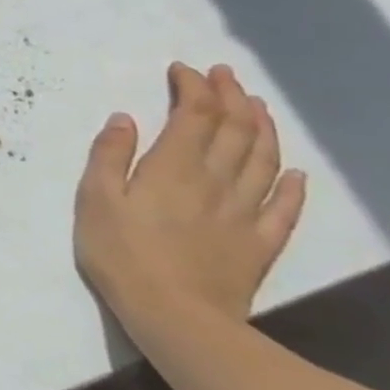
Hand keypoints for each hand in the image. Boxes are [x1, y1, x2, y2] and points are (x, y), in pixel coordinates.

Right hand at [74, 63, 306, 337]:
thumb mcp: (95, 198)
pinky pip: (283, 208)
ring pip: (264, 160)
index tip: (183, 70)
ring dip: (262, 128)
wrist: (175, 318)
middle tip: (225, 76)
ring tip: (257, 106)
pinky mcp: (260, 244)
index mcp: (174, 166)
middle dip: (232, 97)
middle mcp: (216, 181)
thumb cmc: (122, 253)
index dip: (194, 87)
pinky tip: (294, 173)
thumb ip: (109, 155)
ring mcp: (244, 213)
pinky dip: (291, 185)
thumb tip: (124, 118)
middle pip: (235, 130)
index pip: (195, 114)